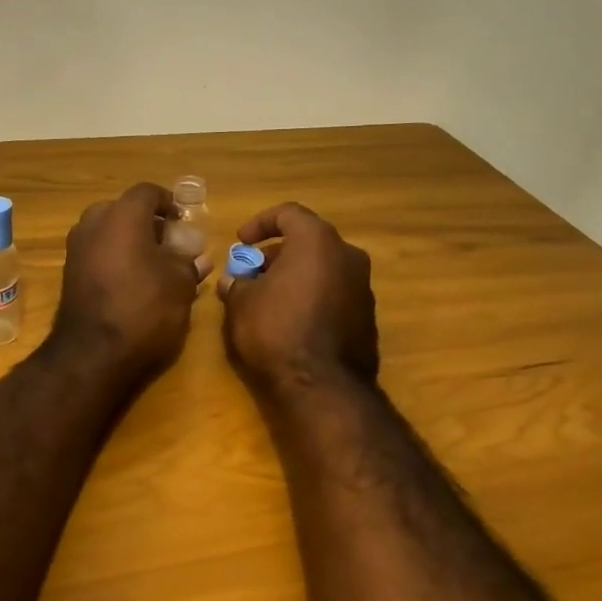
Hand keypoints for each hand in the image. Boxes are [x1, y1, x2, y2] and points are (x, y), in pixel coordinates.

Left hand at [50, 183, 209, 380]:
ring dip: (127, 241)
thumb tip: (198, 258)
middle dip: (145, 222)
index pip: (147, 192)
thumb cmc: (144, 308)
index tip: (182, 220)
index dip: (168, 202)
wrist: (92, 352)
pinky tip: (130, 282)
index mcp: (123, 215)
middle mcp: (94, 223)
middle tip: (167, 242)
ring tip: (151, 264)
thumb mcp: (180, 285)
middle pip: (122, 210)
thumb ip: (189, 264)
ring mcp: (76, 249)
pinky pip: (95, 254)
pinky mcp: (68, 274)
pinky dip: (112, 258)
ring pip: (106, 232)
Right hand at [220, 202, 377, 391]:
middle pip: (309, 242)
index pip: (289, 214)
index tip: (242, 242)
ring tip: (268, 300)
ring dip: (296, 276)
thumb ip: (237, 284)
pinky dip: (313, 297)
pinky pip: (335, 294)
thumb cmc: (276, 330)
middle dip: (277, 254)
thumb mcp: (241, 303)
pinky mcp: (367, 317)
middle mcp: (348, 256)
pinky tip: (292, 321)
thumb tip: (234, 281)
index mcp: (318, 241)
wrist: (322, 386)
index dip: (260, 223)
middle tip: (252, 274)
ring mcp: (363, 287)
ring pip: (324, 269)